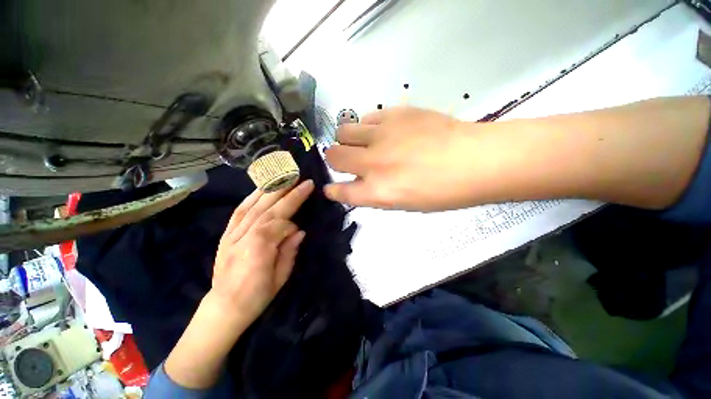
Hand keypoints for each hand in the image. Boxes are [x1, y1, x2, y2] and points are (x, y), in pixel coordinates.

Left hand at [210, 179, 313, 326]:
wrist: (224, 307)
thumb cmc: (257, 296)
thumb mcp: (280, 278)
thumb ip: (290, 250)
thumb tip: (299, 231)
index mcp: (260, 247)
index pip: (282, 226)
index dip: (292, 227)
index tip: (299, 232)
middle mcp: (245, 235)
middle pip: (270, 209)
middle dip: (289, 193)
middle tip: (303, 180)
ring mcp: (233, 233)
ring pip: (255, 205)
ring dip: (272, 189)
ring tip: (285, 177)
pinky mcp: (227, 233)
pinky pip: (239, 210)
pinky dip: (251, 197)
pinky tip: (262, 188)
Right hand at [324, 107, 478, 210]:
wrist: (475, 160)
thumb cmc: (443, 192)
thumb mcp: (404, 203)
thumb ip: (376, 193)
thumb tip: (360, 182)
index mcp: (378, 191)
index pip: (341, 191)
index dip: (333, 190)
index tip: (331, 188)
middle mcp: (373, 164)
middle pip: (334, 156)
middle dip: (335, 160)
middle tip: (347, 160)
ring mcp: (382, 136)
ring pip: (344, 131)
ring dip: (347, 140)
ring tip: (362, 143)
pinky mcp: (395, 114)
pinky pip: (366, 118)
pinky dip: (367, 127)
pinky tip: (381, 131)